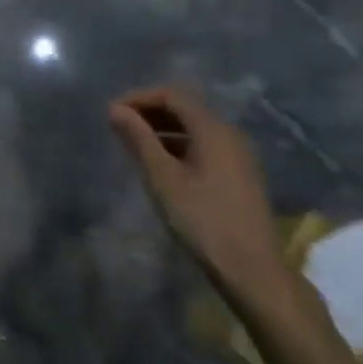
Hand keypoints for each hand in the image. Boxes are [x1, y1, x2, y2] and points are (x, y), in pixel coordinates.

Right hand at [108, 85, 293, 306]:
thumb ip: (138, 139)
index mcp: (213, 130)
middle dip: (149, 113)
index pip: (172, 95)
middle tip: (118, 128)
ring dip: (162, 130)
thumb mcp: (162, 178)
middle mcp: (229, 135)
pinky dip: (178, 146)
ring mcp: (238, 156)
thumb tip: (115, 109)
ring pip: (194, 129)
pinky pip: (204, 147)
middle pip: (185, 109)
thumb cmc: (202, 219)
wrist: (251, 268)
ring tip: (134, 146)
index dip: (139, 98)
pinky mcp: (239, 175)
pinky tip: (160, 166)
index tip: (112, 113)